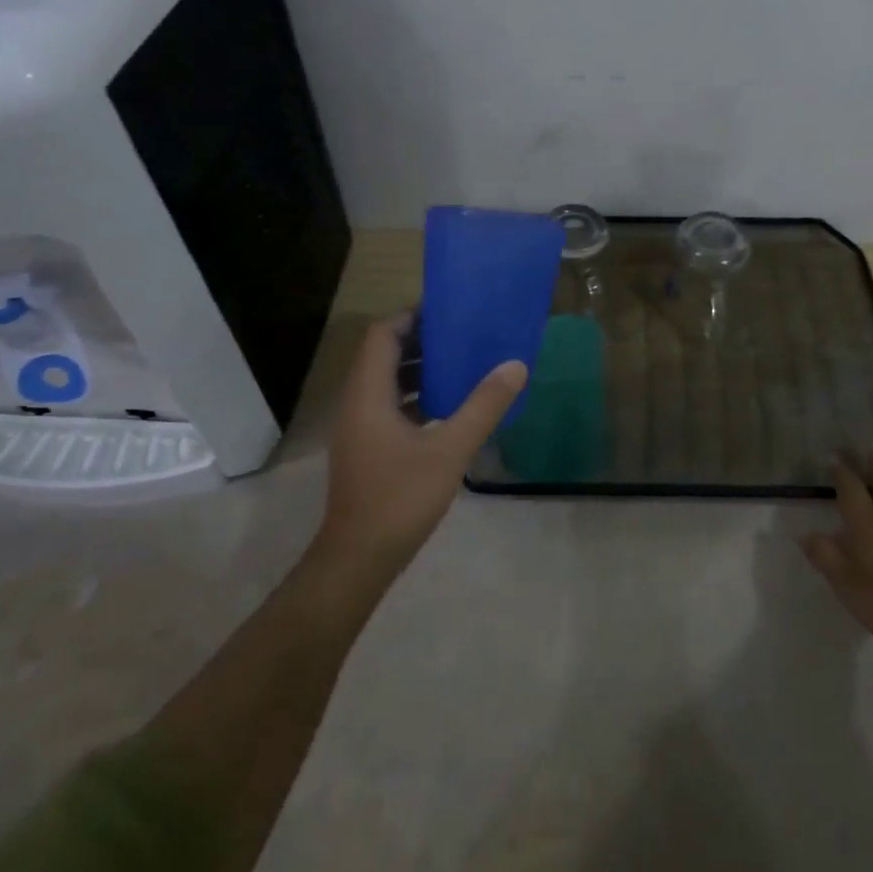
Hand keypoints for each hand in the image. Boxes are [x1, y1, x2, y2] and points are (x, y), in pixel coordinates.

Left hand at [315, 314, 527, 578]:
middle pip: (384, 355)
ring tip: (462, 364)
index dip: (412, 317)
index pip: (382, 335)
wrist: (358, 560)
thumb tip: (515, 365)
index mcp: (368, 394)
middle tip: (463, 334)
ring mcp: (360, 428)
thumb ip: (483, 406)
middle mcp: (358, 403)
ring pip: (387, 382)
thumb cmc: (399, 498)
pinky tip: (449, 407)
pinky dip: (417, 397)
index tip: (448, 311)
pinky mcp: (367, 448)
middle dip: (422, 340)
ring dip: (420, 369)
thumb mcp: (450, 450)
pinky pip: (390, 406)